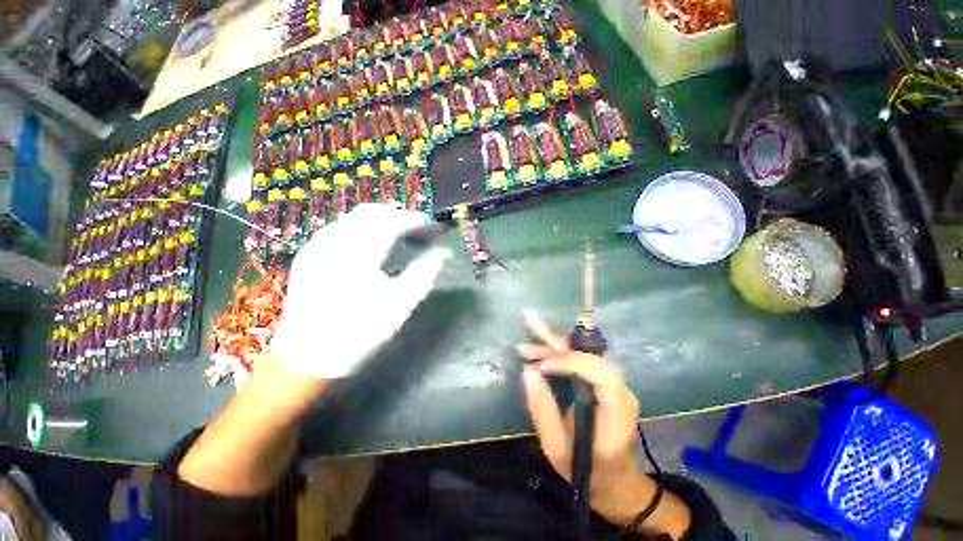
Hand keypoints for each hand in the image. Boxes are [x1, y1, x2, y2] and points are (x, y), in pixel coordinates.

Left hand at [272, 204, 447, 378]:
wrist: (306, 359)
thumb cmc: (359, 333)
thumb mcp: (400, 304)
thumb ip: (425, 272)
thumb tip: (443, 252)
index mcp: (359, 253)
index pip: (395, 221)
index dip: (420, 222)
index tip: (437, 230)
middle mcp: (335, 240)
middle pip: (374, 211)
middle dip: (402, 216)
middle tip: (422, 232)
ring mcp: (317, 245)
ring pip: (355, 217)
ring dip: (383, 220)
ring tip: (404, 236)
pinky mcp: (309, 254)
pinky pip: (341, 228)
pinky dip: (365, 228)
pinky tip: (375, 245)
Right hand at [517, 312, 650, 525]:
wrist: (617, 484)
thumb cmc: (588, 473)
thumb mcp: (557, 449)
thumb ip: (542, 409)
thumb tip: (528, 371)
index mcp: (615, 413)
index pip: (602, 373)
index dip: (572, 362)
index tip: (542, 367)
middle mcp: (619, 392)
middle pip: (589, 354)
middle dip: (556, 340)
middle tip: (529, 322)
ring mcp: (612, 385)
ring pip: (581, 354)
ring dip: (552, 344)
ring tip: (526, 336)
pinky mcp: (602, 384)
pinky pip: (579, 361)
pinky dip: (556, 353)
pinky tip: (537, 347)